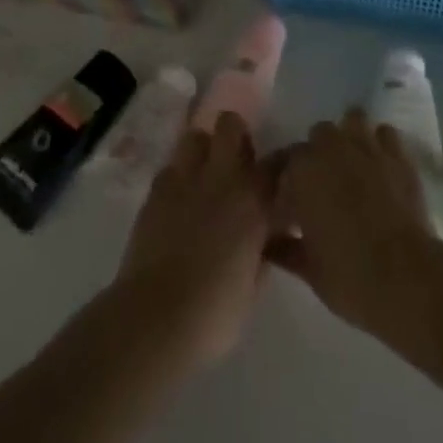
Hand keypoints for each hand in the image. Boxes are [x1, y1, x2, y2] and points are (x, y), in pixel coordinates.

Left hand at [114, 112, 271, 369]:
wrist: (156, 318)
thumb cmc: (214, 313)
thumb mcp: (252, 285)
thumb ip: (262, 250)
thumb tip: (264, 238)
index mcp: (252, 201)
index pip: (278, 162)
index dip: (284, 164)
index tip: (287, 173)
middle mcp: (220, 177)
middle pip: (230, 124)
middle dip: (236, 136)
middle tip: (238, 165)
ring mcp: (184, 179)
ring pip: (195, 136)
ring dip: (203, 151)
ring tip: (205, 178)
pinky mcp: (155, 190)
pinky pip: (170, 168)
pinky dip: (178, 178)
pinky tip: (178, 202)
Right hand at [269, 108, 441, 341]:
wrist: (407, 278)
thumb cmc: (349, 275)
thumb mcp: (308, 269)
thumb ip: (285, 248)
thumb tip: (270, 244)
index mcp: (301, 170)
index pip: (281, 165)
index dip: (280, 185)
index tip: (283, 208)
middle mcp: (331, 147)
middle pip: (315, 137)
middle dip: (314, 157)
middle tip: (318, 189)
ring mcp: (367, 146)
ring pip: (351, 120)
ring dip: (347, 137)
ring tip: (349, 164)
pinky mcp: (399, 155)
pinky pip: (385, 134)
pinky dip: (379, 144)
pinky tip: (379, 166)